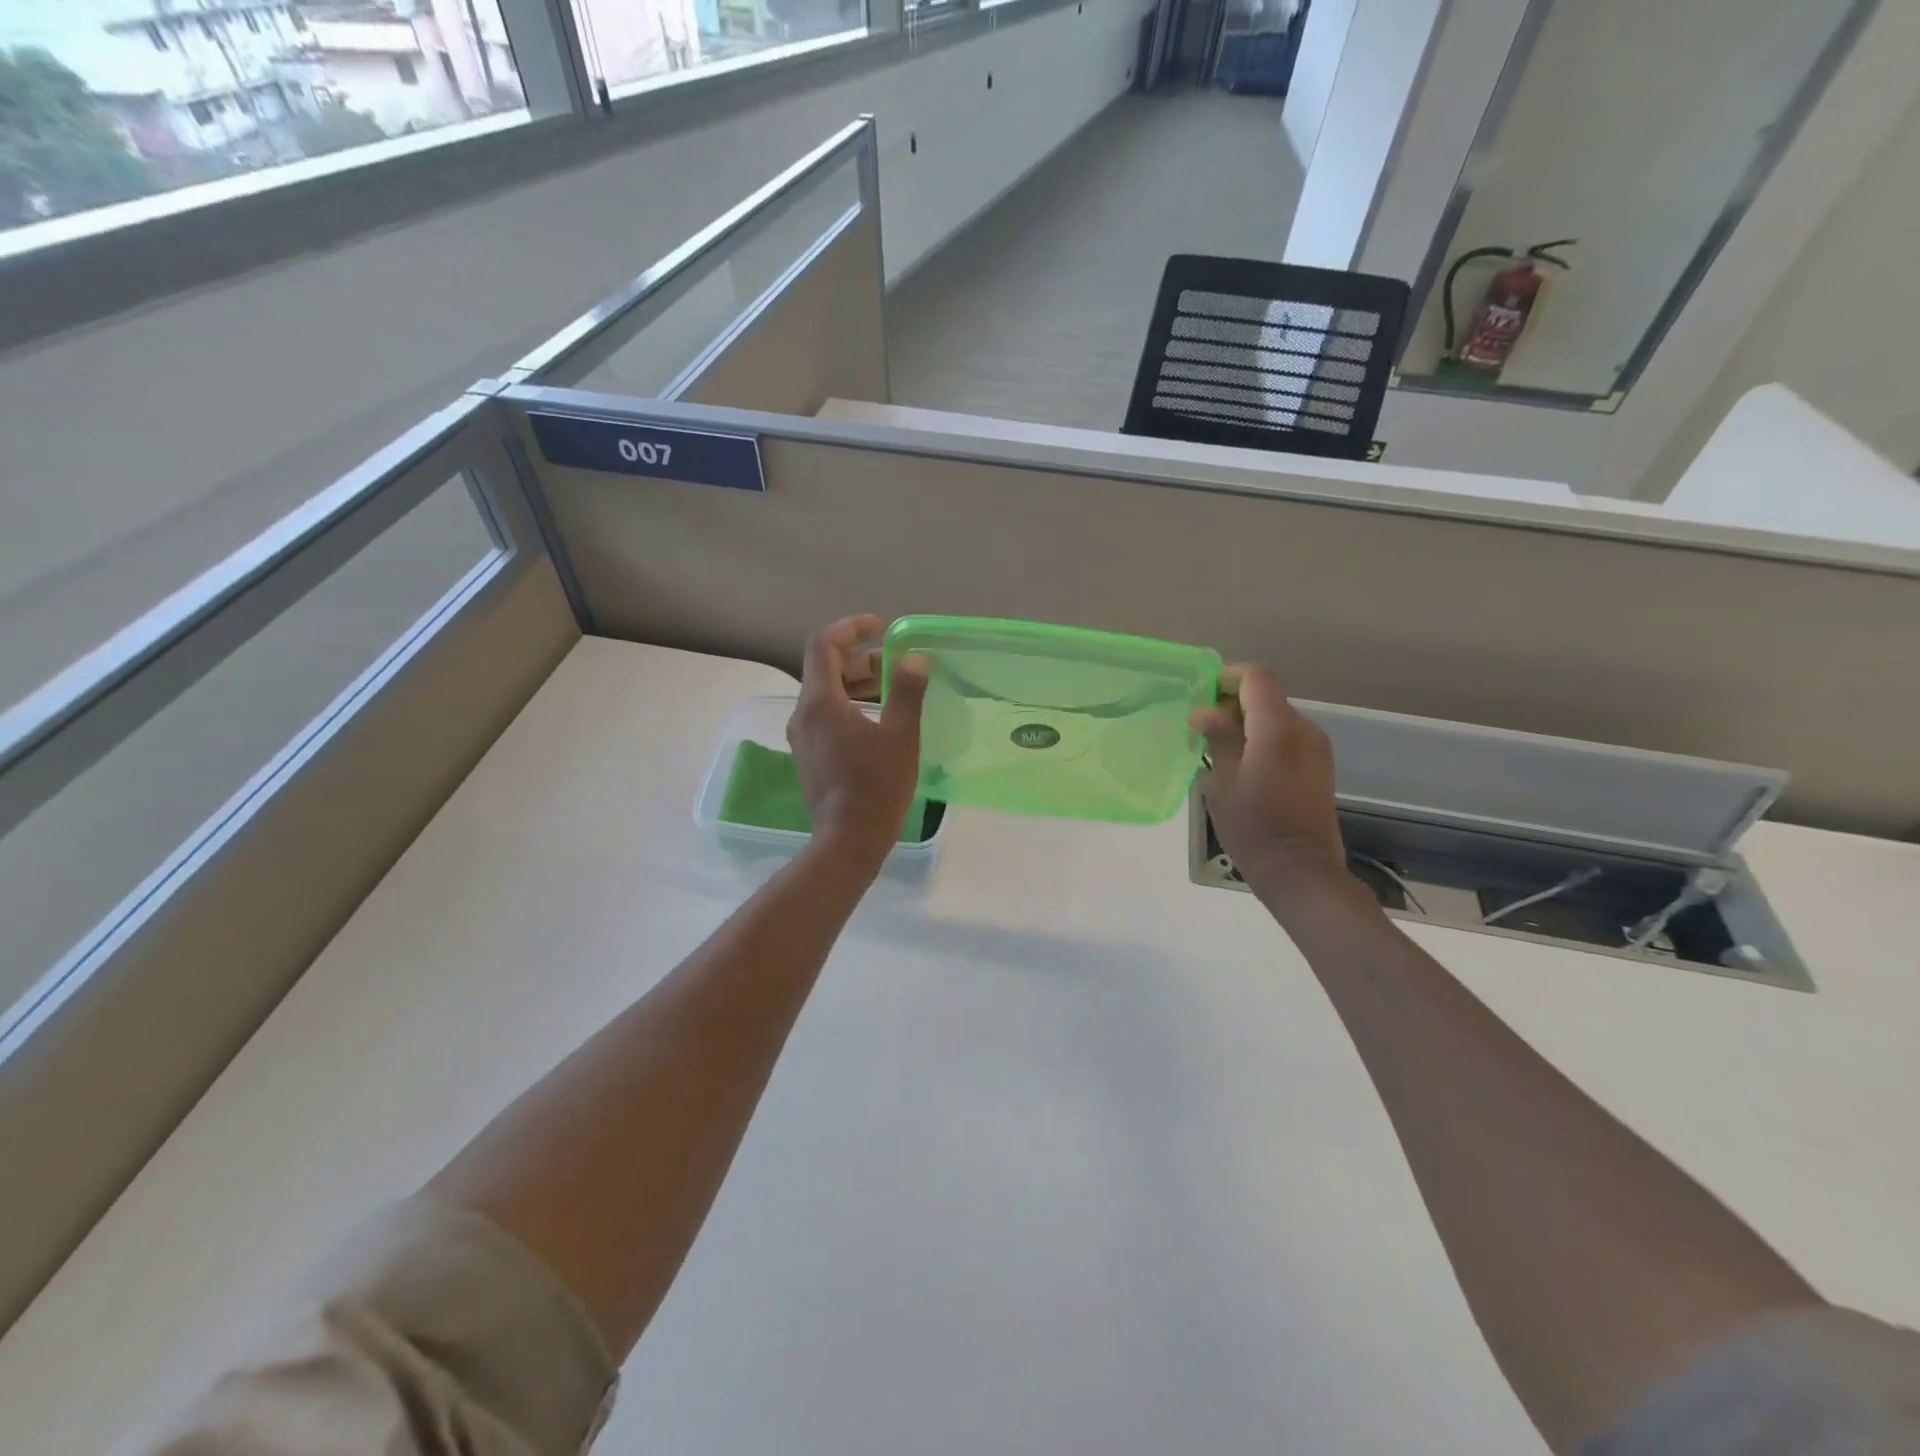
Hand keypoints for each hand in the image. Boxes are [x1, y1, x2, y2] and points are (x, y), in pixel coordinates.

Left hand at [787, 615, 928, 868]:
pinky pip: (827, 716)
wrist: (848, 841)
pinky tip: (881, 720)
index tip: (882, 627)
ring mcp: (803, 736)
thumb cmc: (876, 787)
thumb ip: (907, 691)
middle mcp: (803, 714)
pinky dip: (852, 705)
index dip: (852, 627)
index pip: (824, 644)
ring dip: (859, 683)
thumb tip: (915, 658)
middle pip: (826, 669)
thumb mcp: (900, 736)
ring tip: (896, 691)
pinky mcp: (810, 755)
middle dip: (863, 659)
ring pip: (827, 694)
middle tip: (899, 666)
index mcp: (820, 702)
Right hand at [1190, 666, 1350, 905]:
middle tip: (1202, 732)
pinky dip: (1262, 741)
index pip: (1256, 677)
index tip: (1201, 699)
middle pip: (1266, 696)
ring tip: (1219, 754)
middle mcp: (1304, 730)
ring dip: (1246, 724)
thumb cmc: (1254, 828)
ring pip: (1275, 717)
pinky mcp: (1318, 767)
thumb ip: (1218, 739)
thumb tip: (1204, 712)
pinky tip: (1242, 769)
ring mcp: (1316, 748)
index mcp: (1278, 729)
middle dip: (1232, 704)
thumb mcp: (1223, 783)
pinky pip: (1286, 738)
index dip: (1227, 678)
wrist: (1301, 873)